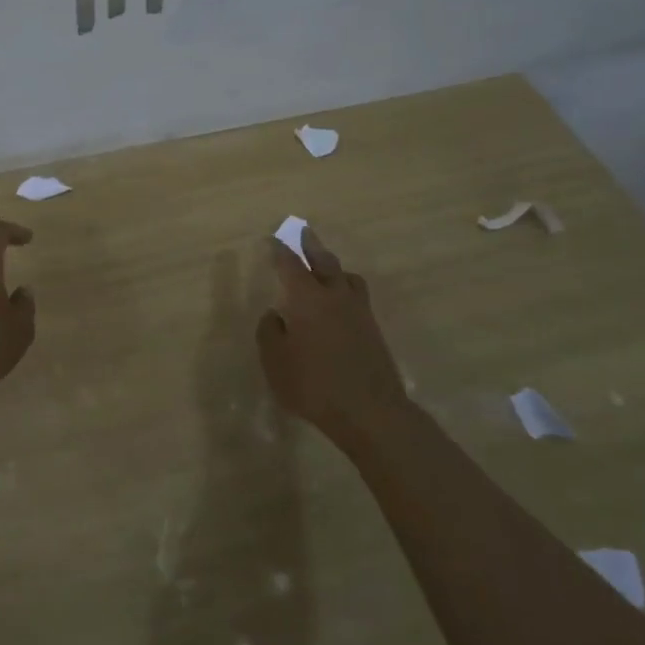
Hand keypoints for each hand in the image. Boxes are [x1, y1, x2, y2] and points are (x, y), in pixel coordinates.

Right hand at [257, 227, 409, 442]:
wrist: (370, 412)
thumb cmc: (314, 385)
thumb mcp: (275, 361)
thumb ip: (270, 332)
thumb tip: (275, 315)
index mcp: (307, 299)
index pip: (290, 265)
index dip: (280, 252)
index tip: (273, 240)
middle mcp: (334, 296)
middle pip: (324, 262)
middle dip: (311, 246)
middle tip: (305, 232)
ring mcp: (358, 312)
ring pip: (347, 277)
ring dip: (334, 266)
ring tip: (327, 267)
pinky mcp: (373, 330)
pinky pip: (358, 297)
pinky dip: (346, 289)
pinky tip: (341, 302)